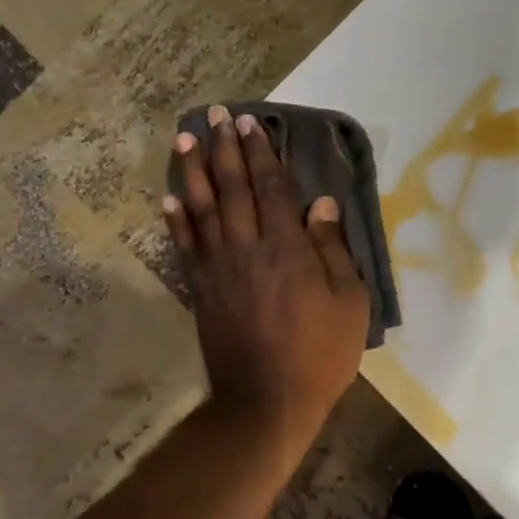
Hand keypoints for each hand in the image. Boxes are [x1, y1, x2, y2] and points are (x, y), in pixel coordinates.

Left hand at [164, 107, 370, 442]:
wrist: (266, 402)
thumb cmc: (319, 354)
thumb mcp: (349, 303)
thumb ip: (333, 250)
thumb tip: (320, 204)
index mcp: (287, 249)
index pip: (271, 189)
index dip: (262, 154)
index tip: (251, 125)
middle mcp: (247, 248)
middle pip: (233, 188)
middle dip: (225, 149)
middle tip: (216, 115)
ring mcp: (218, 269)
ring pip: (202, 209)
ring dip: (193, 171)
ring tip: (186, 138)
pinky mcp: (201, 290)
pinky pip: (185, 246)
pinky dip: (176, 219)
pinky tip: (169, 197)